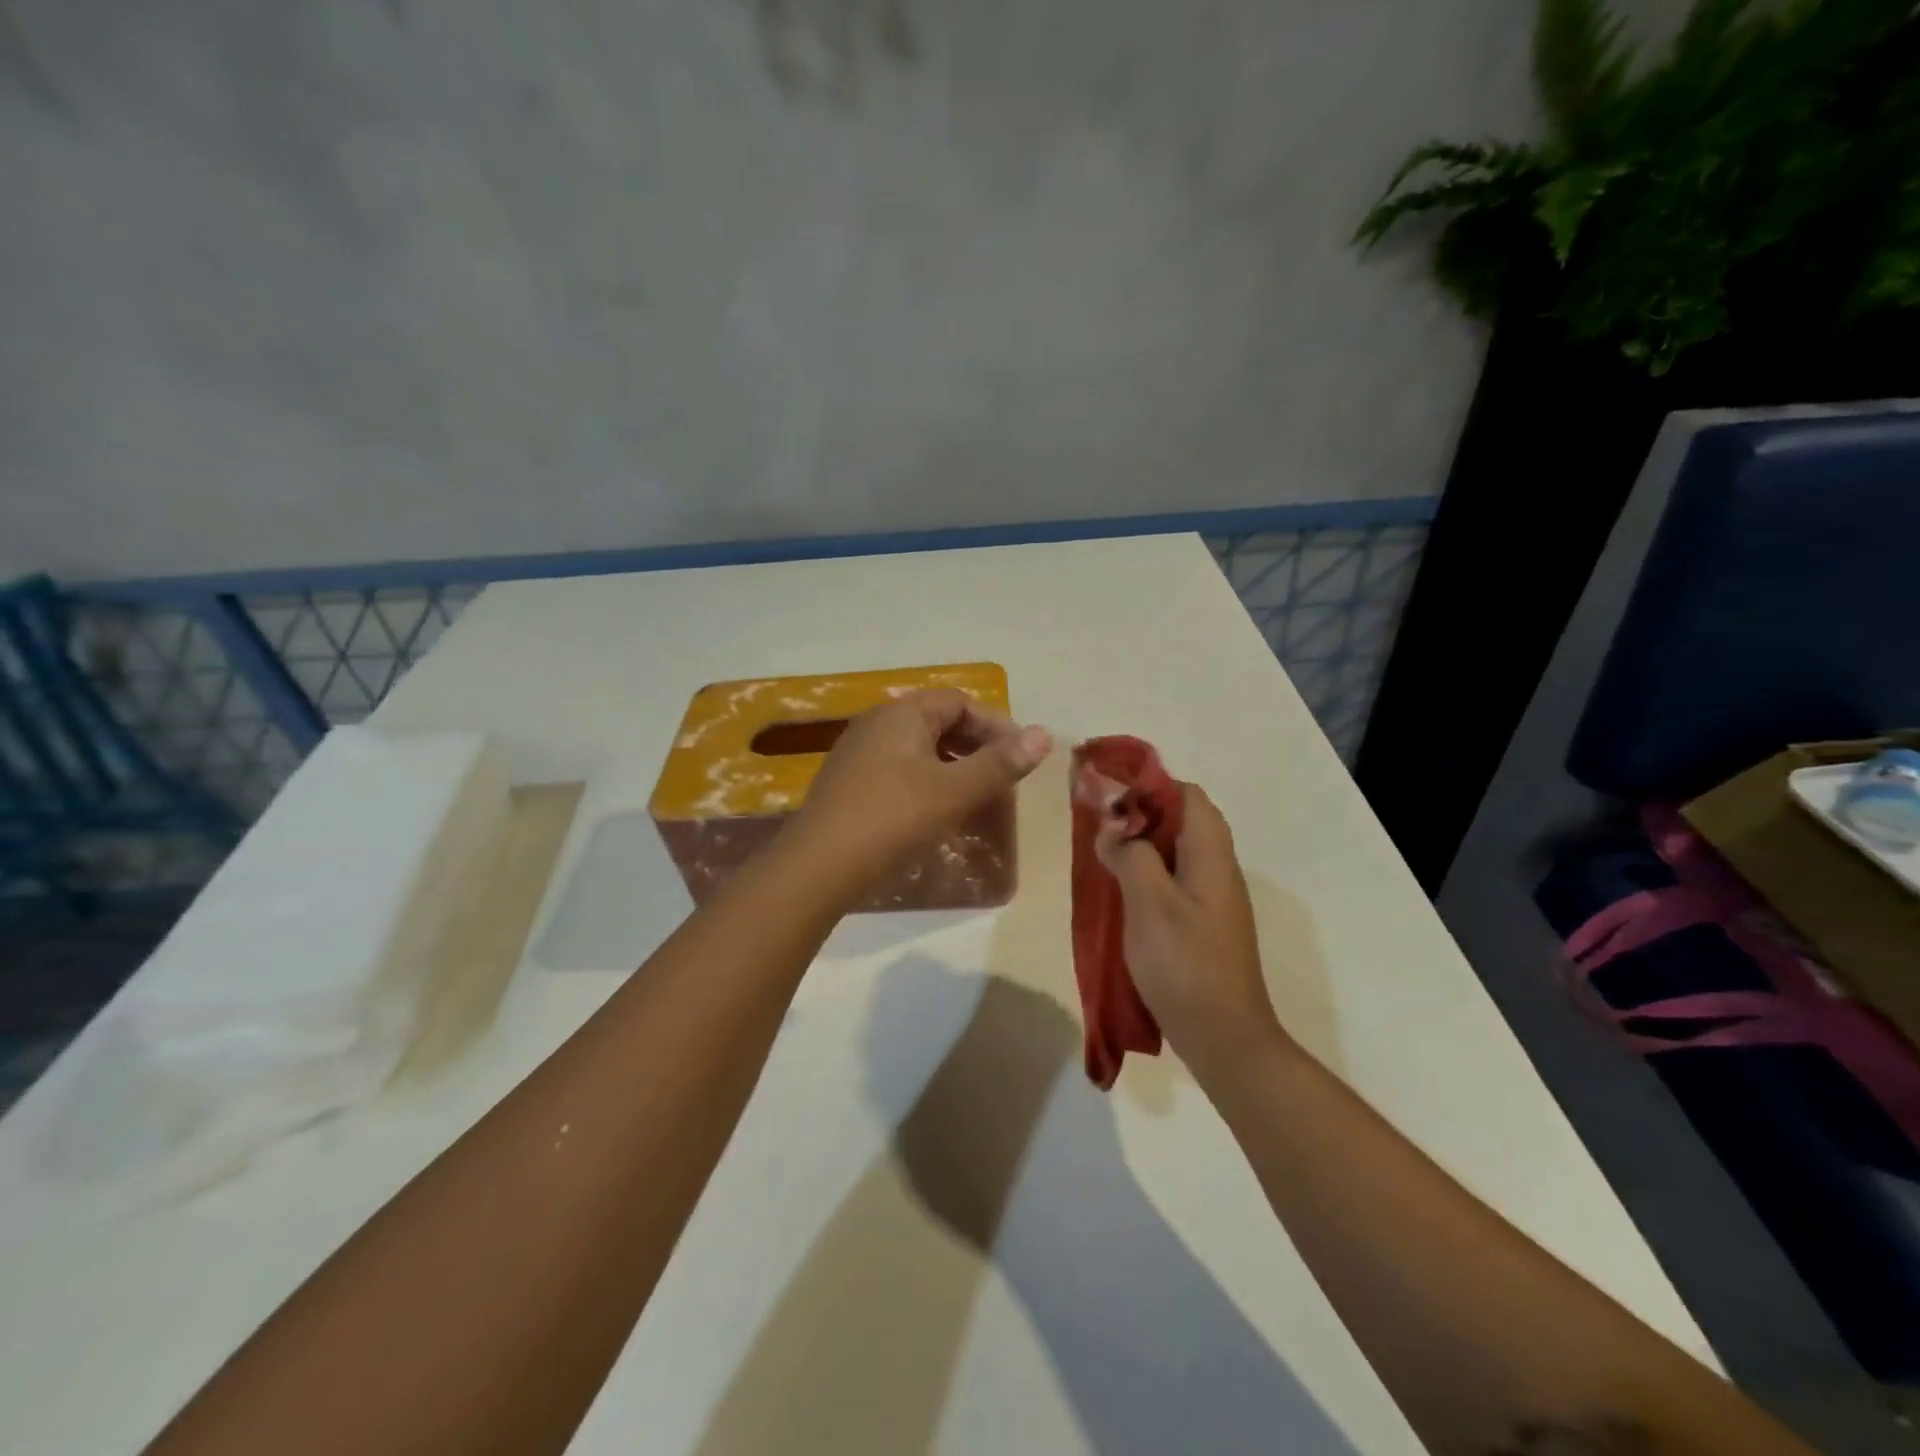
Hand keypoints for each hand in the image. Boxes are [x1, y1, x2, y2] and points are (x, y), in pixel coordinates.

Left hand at [789, 689, 1051, 887]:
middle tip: (1004, 778)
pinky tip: (938, 814)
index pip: (960, 703)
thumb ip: (1000, 763)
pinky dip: (929, 784)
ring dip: (954, 768)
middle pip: (939, 723)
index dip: (996, 725)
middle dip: (977, 747)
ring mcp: (859, 754)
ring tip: (978, 797)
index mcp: (902, 713)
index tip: (1022, 757)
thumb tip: (1044, 734)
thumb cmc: (893, 818)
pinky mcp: (850, 785)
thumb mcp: (954, 790)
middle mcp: (877, 724)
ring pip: (920, 750)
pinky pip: (901, 772)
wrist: (819, 865)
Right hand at [1096, 783, 1288, 1080]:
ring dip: (1141, 843)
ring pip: (1177, 850)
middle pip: (1183, 820)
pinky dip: (1147, 871)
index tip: (1110, 793)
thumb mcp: (1150, 905)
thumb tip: (1112, 829)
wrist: (1224, 1038)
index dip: (1150, 786)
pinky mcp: (1203, 923)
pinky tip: (1120, 889)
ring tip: (1102, 851)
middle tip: (1100, 823)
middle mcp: (1217, 870)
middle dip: (1141, 812)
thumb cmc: (1186, 966)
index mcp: (1211, 856)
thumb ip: (1130, 856)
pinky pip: (1174, 879)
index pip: (1188, 796)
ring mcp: (1212, 899)